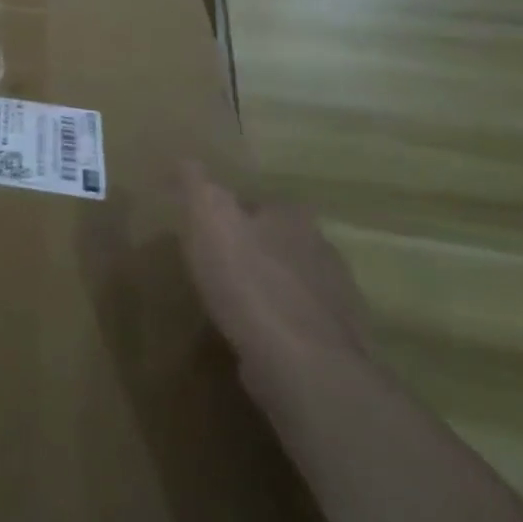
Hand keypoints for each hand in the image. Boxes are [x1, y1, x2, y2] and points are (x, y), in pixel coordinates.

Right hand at [178, 162, 370, 383]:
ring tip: (232, 302)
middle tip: (218, 262)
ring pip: (294, 283)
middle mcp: (324, 250)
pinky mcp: (336, 344)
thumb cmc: (249, 282)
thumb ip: (198, 186)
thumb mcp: (209, 220)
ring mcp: (336, 300)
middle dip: (255, 249)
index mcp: (294, 217)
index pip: (263, 202)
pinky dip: (279, 325)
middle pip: (282, 241)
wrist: (302, 364)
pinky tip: (254, 337)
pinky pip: (300, 324)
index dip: (235, 212)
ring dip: (268, 288)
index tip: (209, 227)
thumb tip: (187, 157)